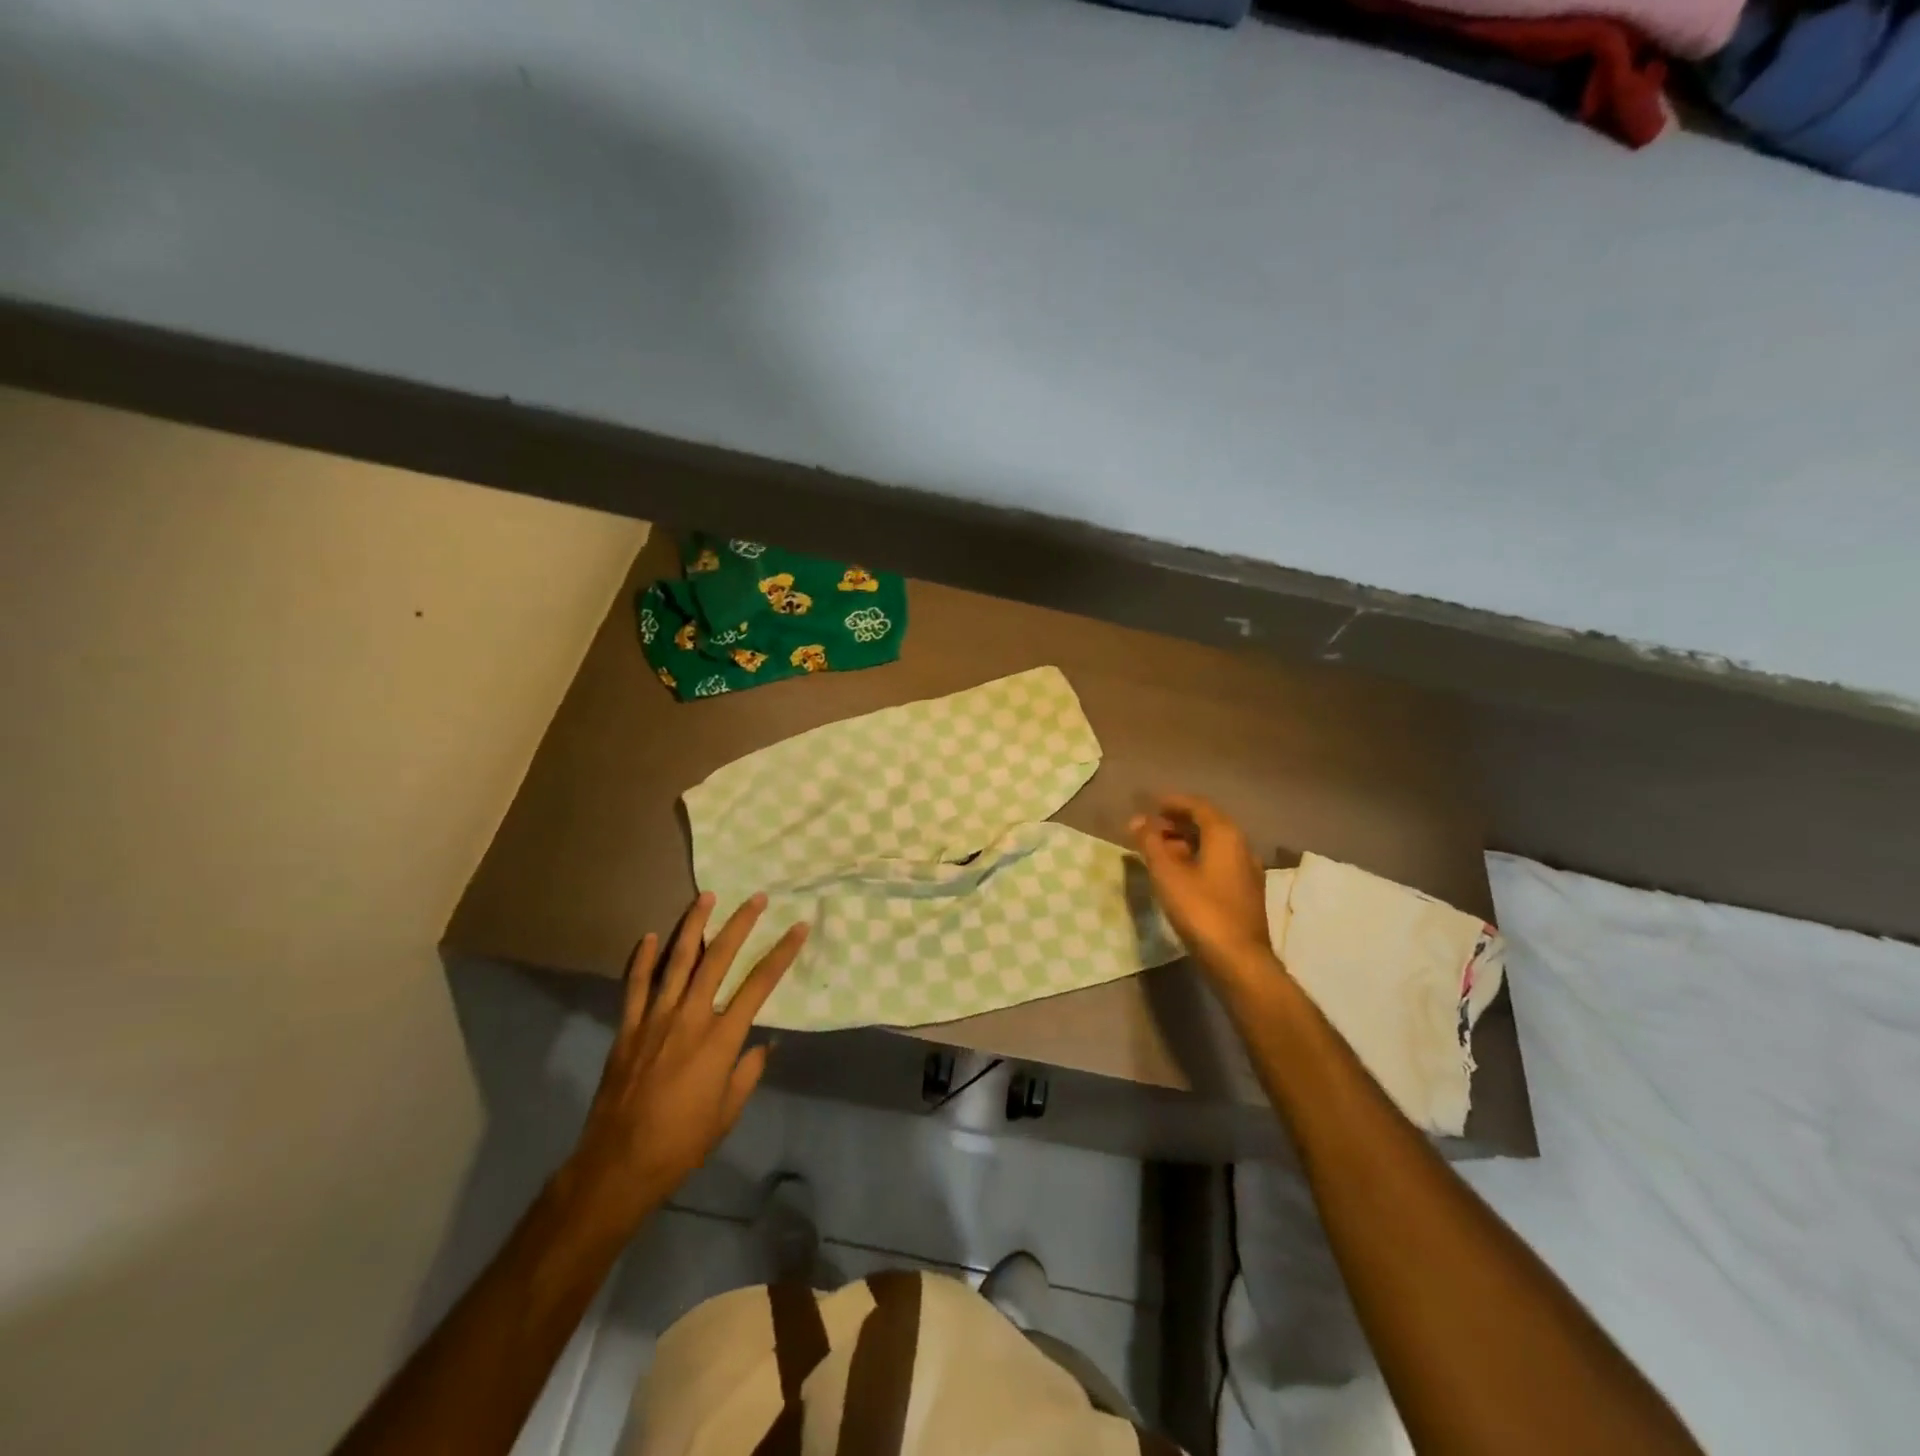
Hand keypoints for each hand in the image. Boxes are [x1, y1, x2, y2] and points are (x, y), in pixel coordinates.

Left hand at [564, 892, 807, 1235]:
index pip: (759, 984)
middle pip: (718, 959)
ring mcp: (655, 1019)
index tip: (799, 927)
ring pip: (677, 961)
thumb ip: (748, 1072)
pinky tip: (650, 936)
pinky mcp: (627, 1029)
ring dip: (693, 926)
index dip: (782, 952)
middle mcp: (690, 1018)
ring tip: (706, 897)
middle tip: (756, 898)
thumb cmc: (682, 1142)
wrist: (618, 1165)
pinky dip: (643, 959)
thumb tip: (764, 1044)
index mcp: (720, 1039)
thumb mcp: (728, 1112)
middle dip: (740, 924)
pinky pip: (635, 986)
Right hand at [1130, 795, 1275, 986]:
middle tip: (1150, 829)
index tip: (1151, 805)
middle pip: (1208, 824)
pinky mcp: (1245, 893)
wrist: (1239, 960)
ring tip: (1159, 852)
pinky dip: (1197, 859)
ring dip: (1186, 842)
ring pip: (1214, 846)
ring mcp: (1247, 871)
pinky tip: (1179, 875)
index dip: (1173, 803)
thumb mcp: (1167, 874)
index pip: (1198, 806)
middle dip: (1177, 823)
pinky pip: (1218, 863)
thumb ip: (1151, 844)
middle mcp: (1242, 847)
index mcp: (1225, 835)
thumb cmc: (1201, 910)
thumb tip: (1137, 821)